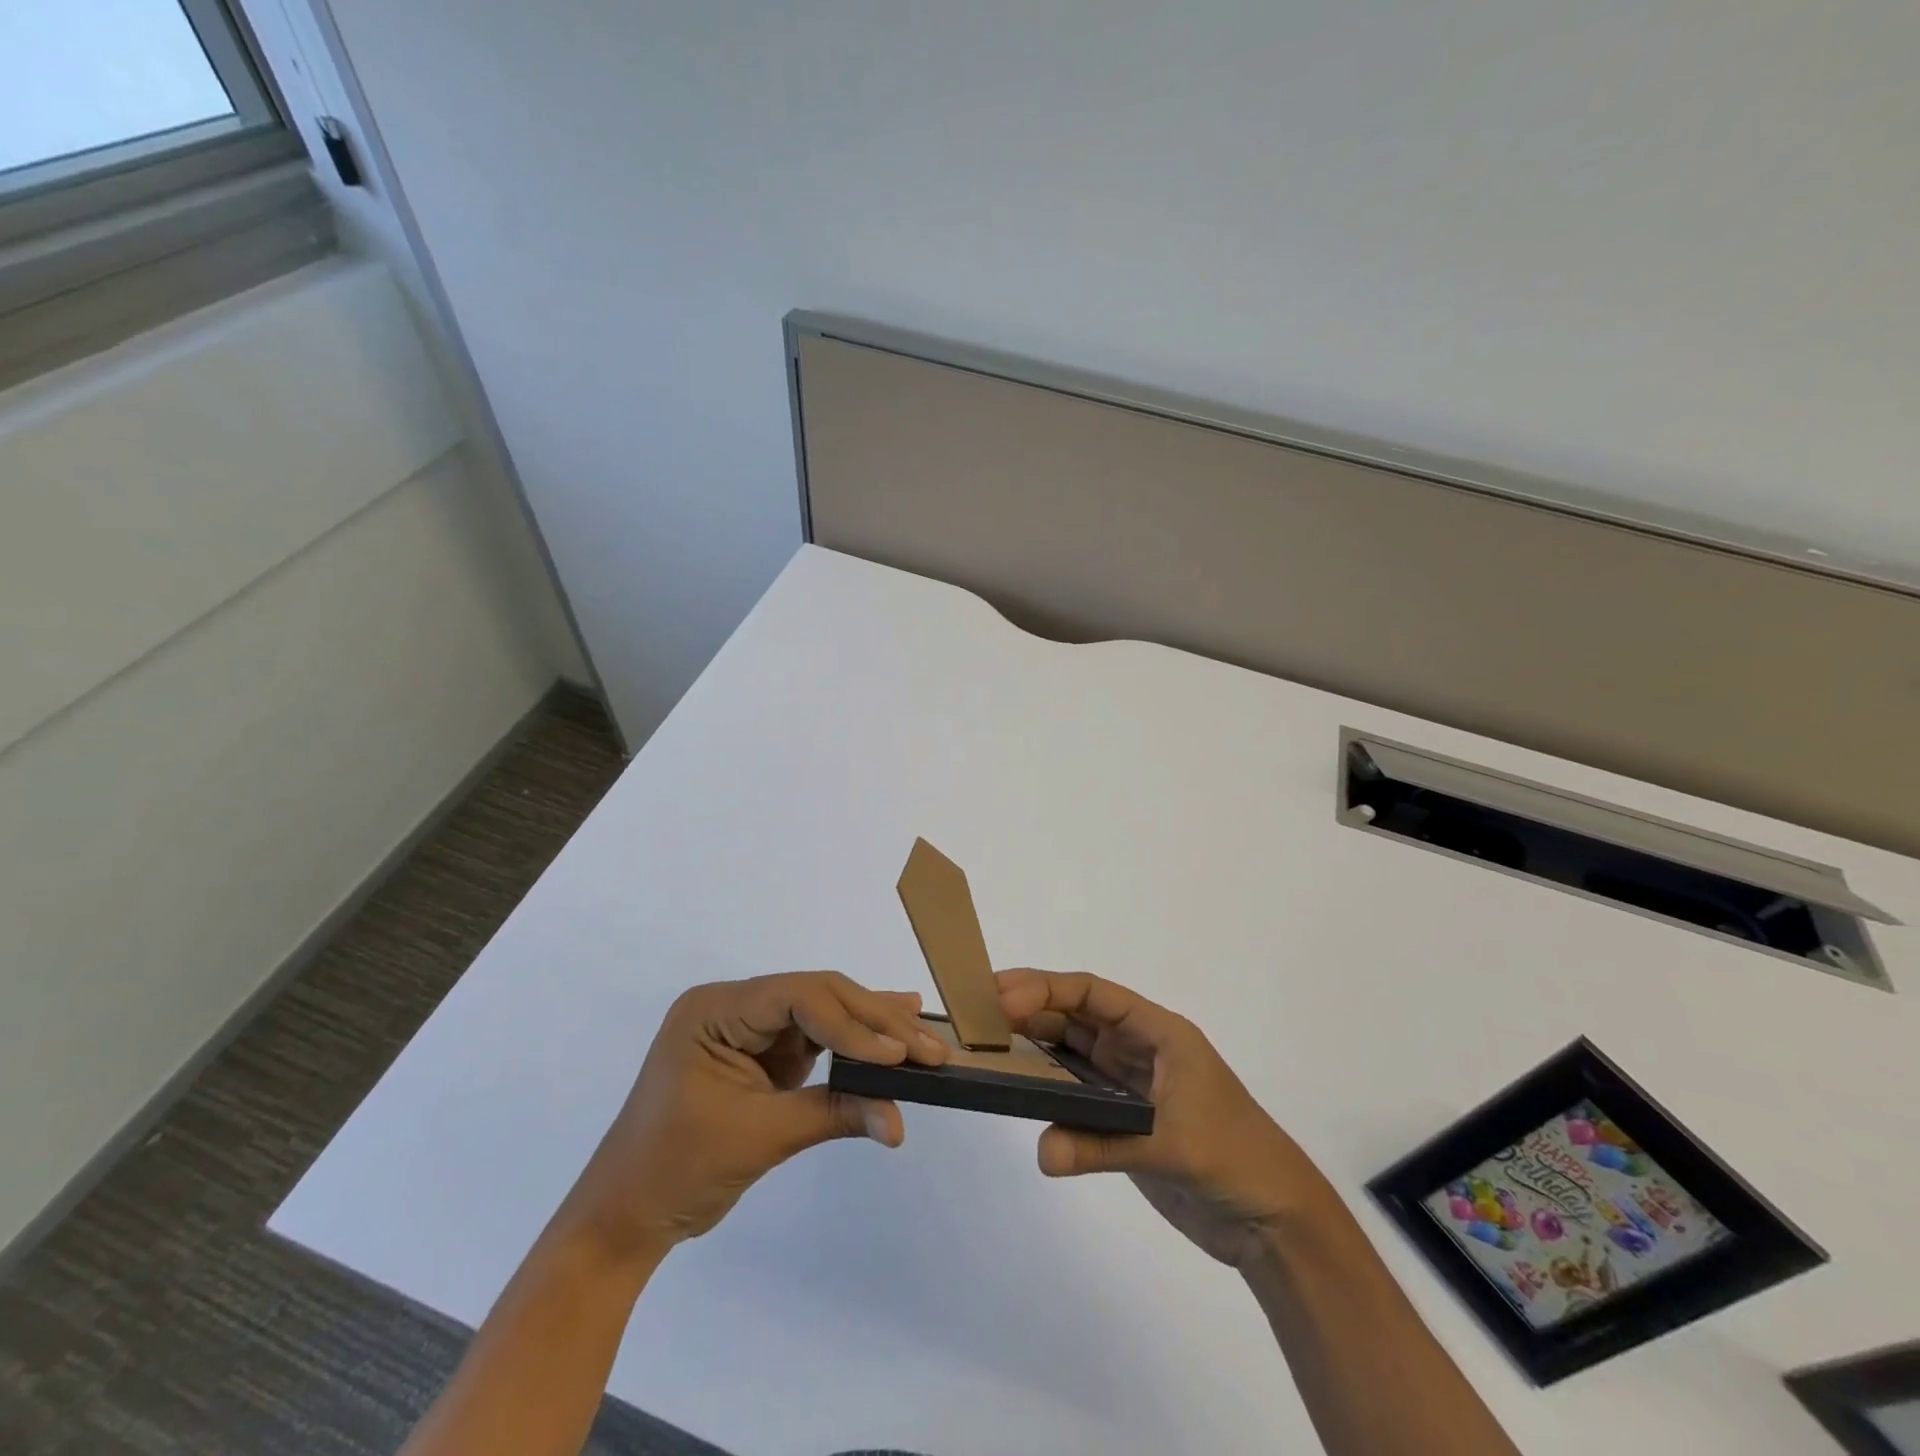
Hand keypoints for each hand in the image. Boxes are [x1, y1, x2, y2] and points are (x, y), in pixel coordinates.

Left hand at [557, 972, 947, 1258]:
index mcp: (716, 1010)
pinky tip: (893, 1031)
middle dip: (874, 1023)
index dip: (852, 1024)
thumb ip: (834, 1114)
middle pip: (817, 998)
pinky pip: (816, 1039)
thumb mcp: (759, 1137)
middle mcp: (734, 1005)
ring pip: (823, 1013)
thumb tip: (900, 1122)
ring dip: (872, 1028)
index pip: (797, 999)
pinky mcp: (763, 1052)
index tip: (896, 1056)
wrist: (625, 1218)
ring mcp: (749, 1027)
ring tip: (923, 1035)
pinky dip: (852, 1043)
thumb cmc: (676, 1172)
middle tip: (927, 1045)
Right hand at [997, 969, 1332, 1268]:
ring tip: (987, 1043)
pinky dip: (1046, 1088)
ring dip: (1033, 1044)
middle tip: (978, 1012)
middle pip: (1075, 1015)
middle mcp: (1138, 1047)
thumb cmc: (1235, 1158)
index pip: (1093, 993)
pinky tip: (1016, 1088)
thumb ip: (1103, 1145)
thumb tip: (1042, 1153)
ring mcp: (1128, 1082)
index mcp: (1158, 1031)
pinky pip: (1074, 1091)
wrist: (1273, 1219)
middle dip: (1030, 1008)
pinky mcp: (1121, 1117)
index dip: (1047, 989)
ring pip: (1071, 1050)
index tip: (1003, 999)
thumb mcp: (1172, 1144)